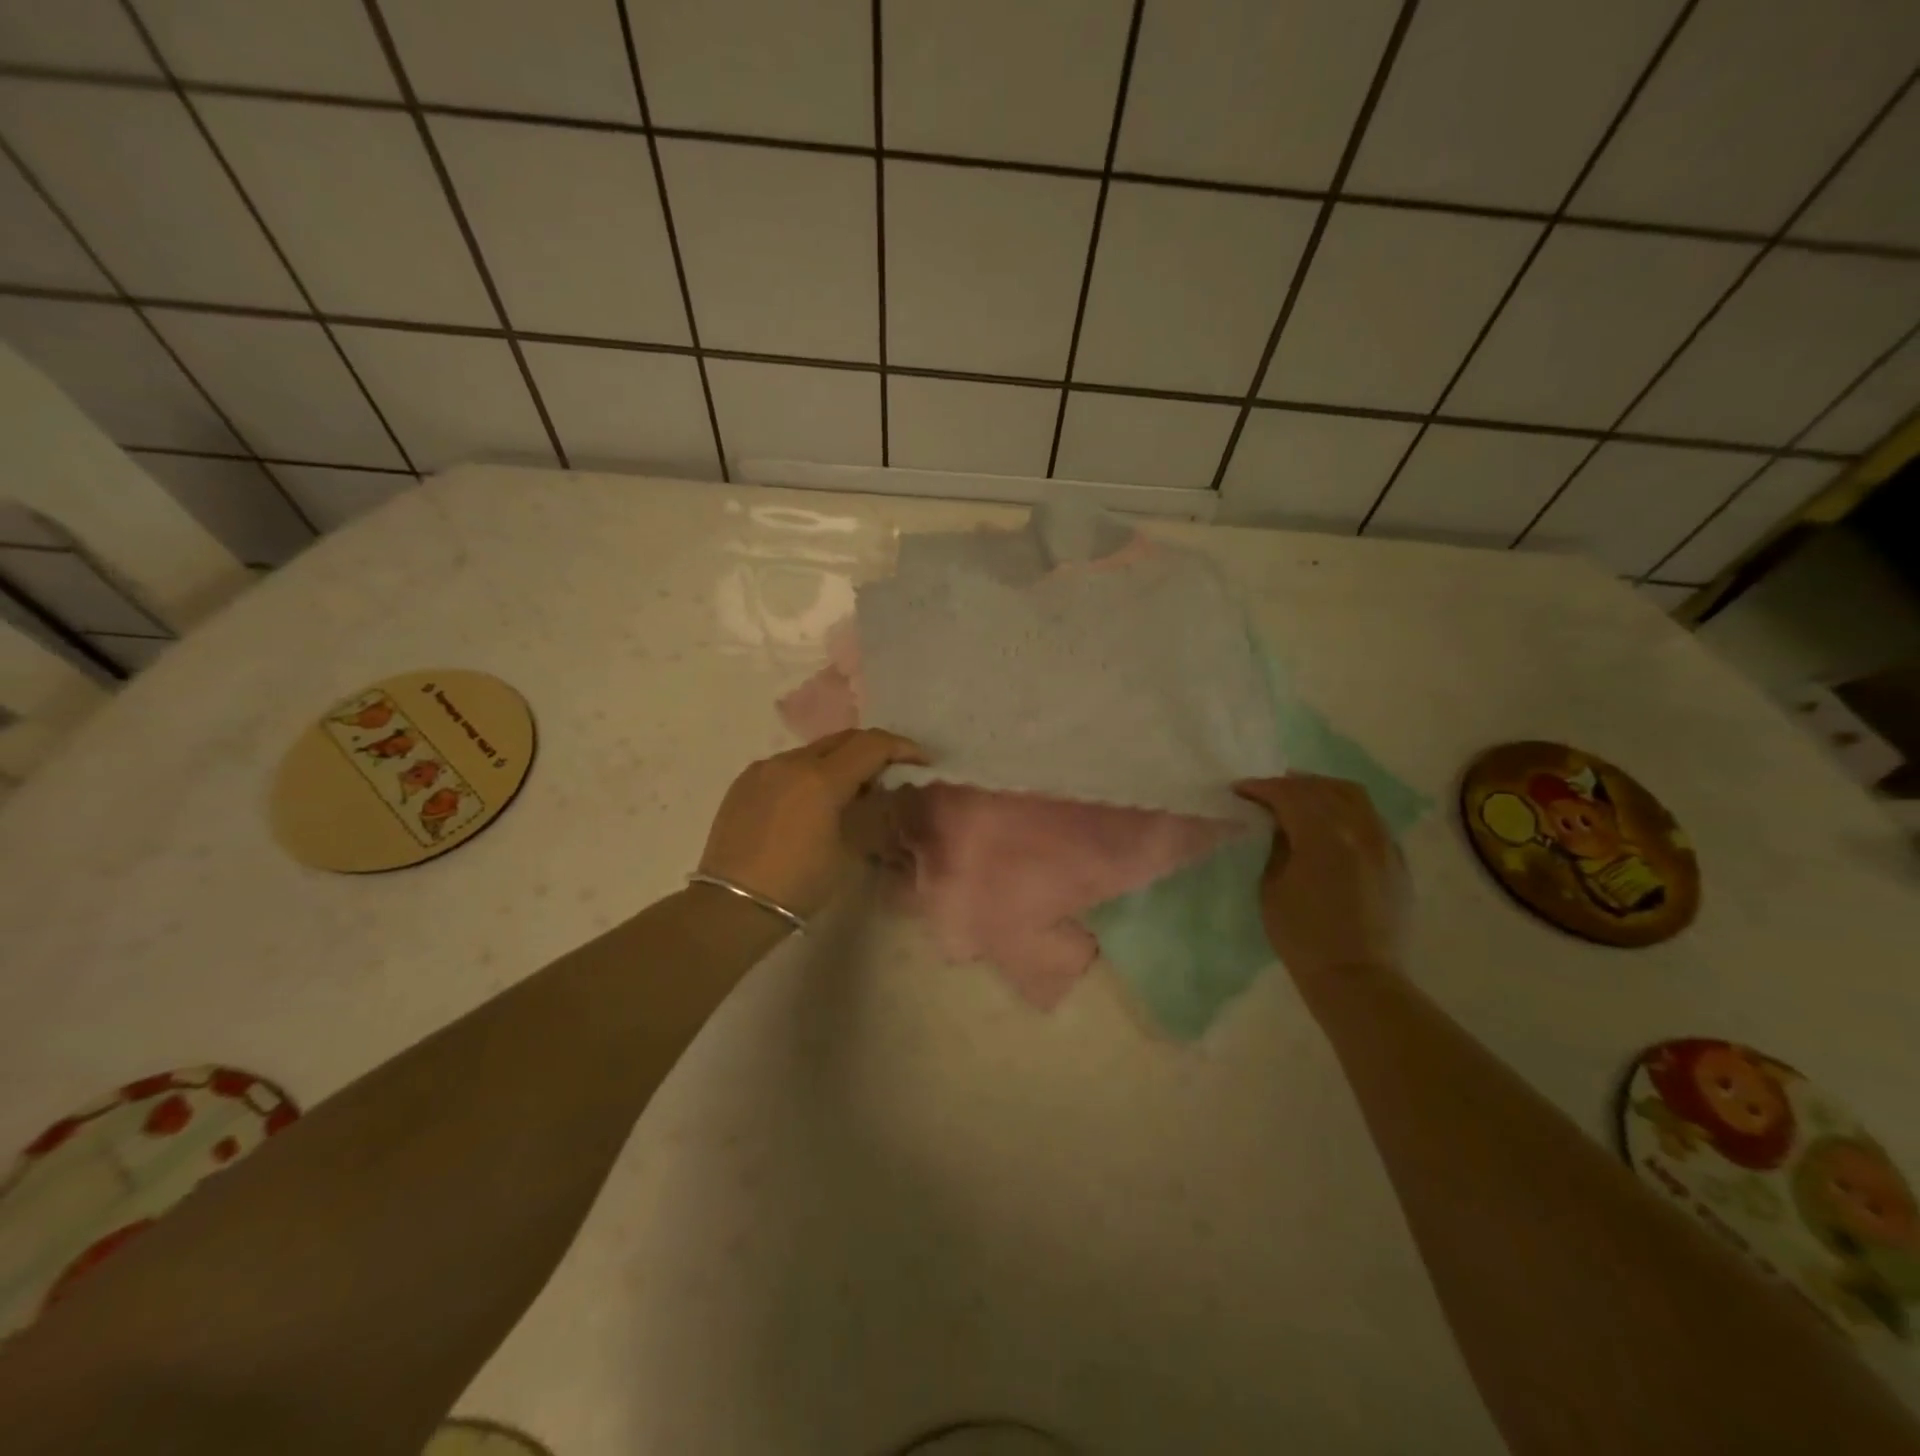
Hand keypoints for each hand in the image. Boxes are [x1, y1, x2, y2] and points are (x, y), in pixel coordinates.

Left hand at [697, 729, 928, 917]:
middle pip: (843, 739)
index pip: (872, 745)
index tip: (920, 762)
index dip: (902, 749)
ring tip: (852, 790)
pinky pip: (787, 766)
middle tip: (892, 772)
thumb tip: (885, 791)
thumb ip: (872, 811)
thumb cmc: (800, 883)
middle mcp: (790, 762)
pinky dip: (810, 773)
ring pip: (814, 751)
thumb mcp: (848, 849)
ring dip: (840, 761)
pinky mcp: (744, 782)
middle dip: (873, 750)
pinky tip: (813, 801)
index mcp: (820, 778)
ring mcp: (763, 769)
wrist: (733, 906)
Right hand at [1233, 773, 1408, 985]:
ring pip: (1354, 797)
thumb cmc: (1303, 937)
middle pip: (1323, 788)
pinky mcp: (1397, 861)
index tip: (1239, 790)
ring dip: (1322, 790)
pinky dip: (1346, 810)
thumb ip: (1276, 846)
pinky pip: (1371, 819)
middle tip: (1267, 793)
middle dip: (1291, 784)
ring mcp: (1384, 844)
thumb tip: (1277, 825)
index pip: (1289, 795)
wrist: (1357, 979)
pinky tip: (1331, 824)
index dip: (1261, 788)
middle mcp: (1359, 830)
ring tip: (1300, 799)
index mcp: (1323, 836)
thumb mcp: (1271, 887)